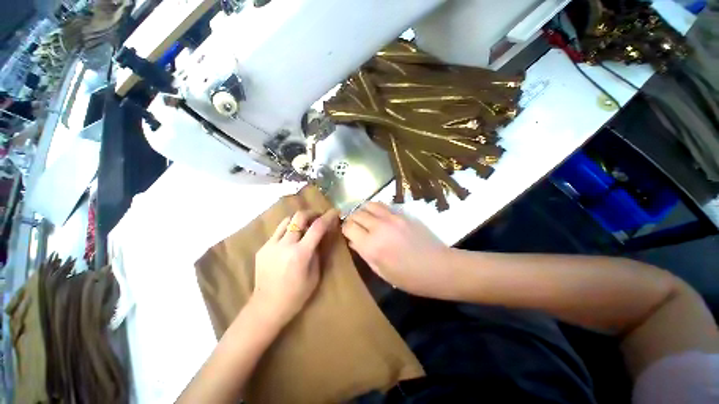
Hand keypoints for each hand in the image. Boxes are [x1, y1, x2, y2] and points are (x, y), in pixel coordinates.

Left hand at [252, 209, 338, 327]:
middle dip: (311, 213)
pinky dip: (288, 230)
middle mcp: (284, 245)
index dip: (328, 217)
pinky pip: (278, 232)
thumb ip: (317, 252)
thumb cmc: (296, 295)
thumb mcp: (315, 275)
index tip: (334, 212)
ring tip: (304, 226)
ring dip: (298, 220)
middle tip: (317, 217)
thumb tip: (320, 235)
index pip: (317, 227)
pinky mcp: (263, 248)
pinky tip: (291, 240)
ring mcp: (271, 245)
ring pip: (286, 220)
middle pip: (299, 216)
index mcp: (300, 254)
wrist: (267, 307)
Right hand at [342, 203, 451, 298]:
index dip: (345, 229)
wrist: (438, 267)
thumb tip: (353, 241)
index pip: (348, 227)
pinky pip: (383, 205)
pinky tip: (378, 216)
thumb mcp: (381, 272)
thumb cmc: (409, 277)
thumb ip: (364, 254)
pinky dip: (376, 208)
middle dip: (352, 219)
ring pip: (368, 205)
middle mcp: (378, 228)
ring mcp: (391, 218)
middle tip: (354, 226)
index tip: (347, 233)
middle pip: (356, 214)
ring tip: (365, 218)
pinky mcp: (402, 214)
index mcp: (371, 246)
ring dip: (363, 210)